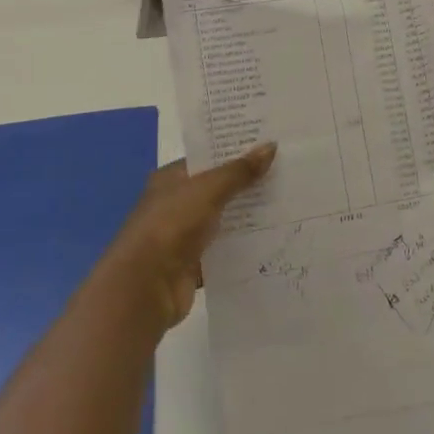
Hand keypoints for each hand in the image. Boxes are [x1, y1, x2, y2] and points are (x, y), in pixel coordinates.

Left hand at [101, 142, 274, 333]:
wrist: (145, 287)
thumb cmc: (171, 225)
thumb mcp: (208, 190)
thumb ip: (239, 171)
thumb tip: (271, 146)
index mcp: (171, 179)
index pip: (207, 159)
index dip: (236, 152)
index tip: (270, 146)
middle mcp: (176, 204)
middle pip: (218, 189)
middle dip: (248, 184)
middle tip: (287, 173)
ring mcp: (184, 236)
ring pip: (224, 220)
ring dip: (249, 216)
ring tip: (288, 204)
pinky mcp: (194, 264)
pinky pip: (225, 250)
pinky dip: (243, 247)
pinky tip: (273, 239)